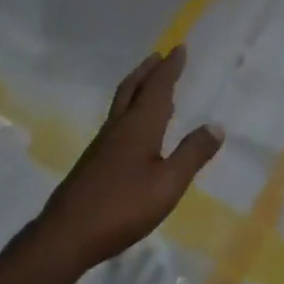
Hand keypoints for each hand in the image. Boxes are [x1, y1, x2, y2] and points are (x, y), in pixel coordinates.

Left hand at [39, 46, 223, 269]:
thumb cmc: (122, 208)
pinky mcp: (94, 163)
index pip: (157, 89)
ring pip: (121, 105)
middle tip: (159, 56)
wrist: (67, 235)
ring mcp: (102, 146)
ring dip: (137, 88)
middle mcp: (117, 129)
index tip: (178, 48)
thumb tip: (216, 126)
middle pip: (132, 90)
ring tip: (150, 84)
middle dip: (148, 71)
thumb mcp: (168, 184)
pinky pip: (116, 122)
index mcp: (138, 128)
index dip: (169, 69)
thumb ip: (192, 155)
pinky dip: (130, 111)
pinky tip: (134, 128)